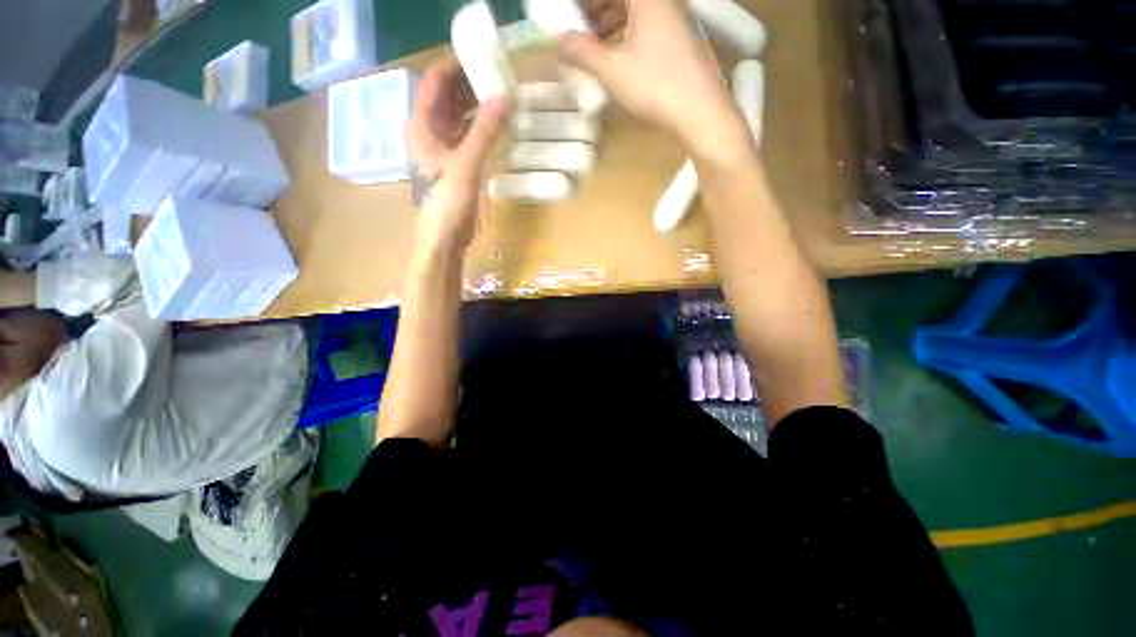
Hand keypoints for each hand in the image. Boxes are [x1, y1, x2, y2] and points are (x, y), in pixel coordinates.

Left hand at [406, 59, 509, 253]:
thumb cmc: (447, 201)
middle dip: (471, 83)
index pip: (436, 81)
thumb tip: (504, 95)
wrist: (445, 237)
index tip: (484, 54)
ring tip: (504, 94)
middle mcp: (430, 131)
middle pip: (448, 96)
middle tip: (501, 74)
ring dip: (478, 105)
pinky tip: (499, 124)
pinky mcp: (456, 163)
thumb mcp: (466, 164)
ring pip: (460, 116)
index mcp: (422, 125)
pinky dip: (482, 126)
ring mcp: (443, 148)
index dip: (456, 64)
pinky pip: (469, 135)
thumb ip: (485, 130)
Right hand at [558, 0, 748, 158]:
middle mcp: (664, 2)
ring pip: (637, 12)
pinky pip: (648, 26)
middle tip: (580, 28)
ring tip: (594, 46)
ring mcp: (675, 20)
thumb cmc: (654, 85)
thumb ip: (583, 52)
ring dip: (612, 23)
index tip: (572, 16)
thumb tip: (559, 40)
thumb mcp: (612, 69)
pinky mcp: (681, 40)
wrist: (699, 112)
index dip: (589, 5)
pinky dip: (628, 35)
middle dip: (598, 9)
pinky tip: (618, 58)